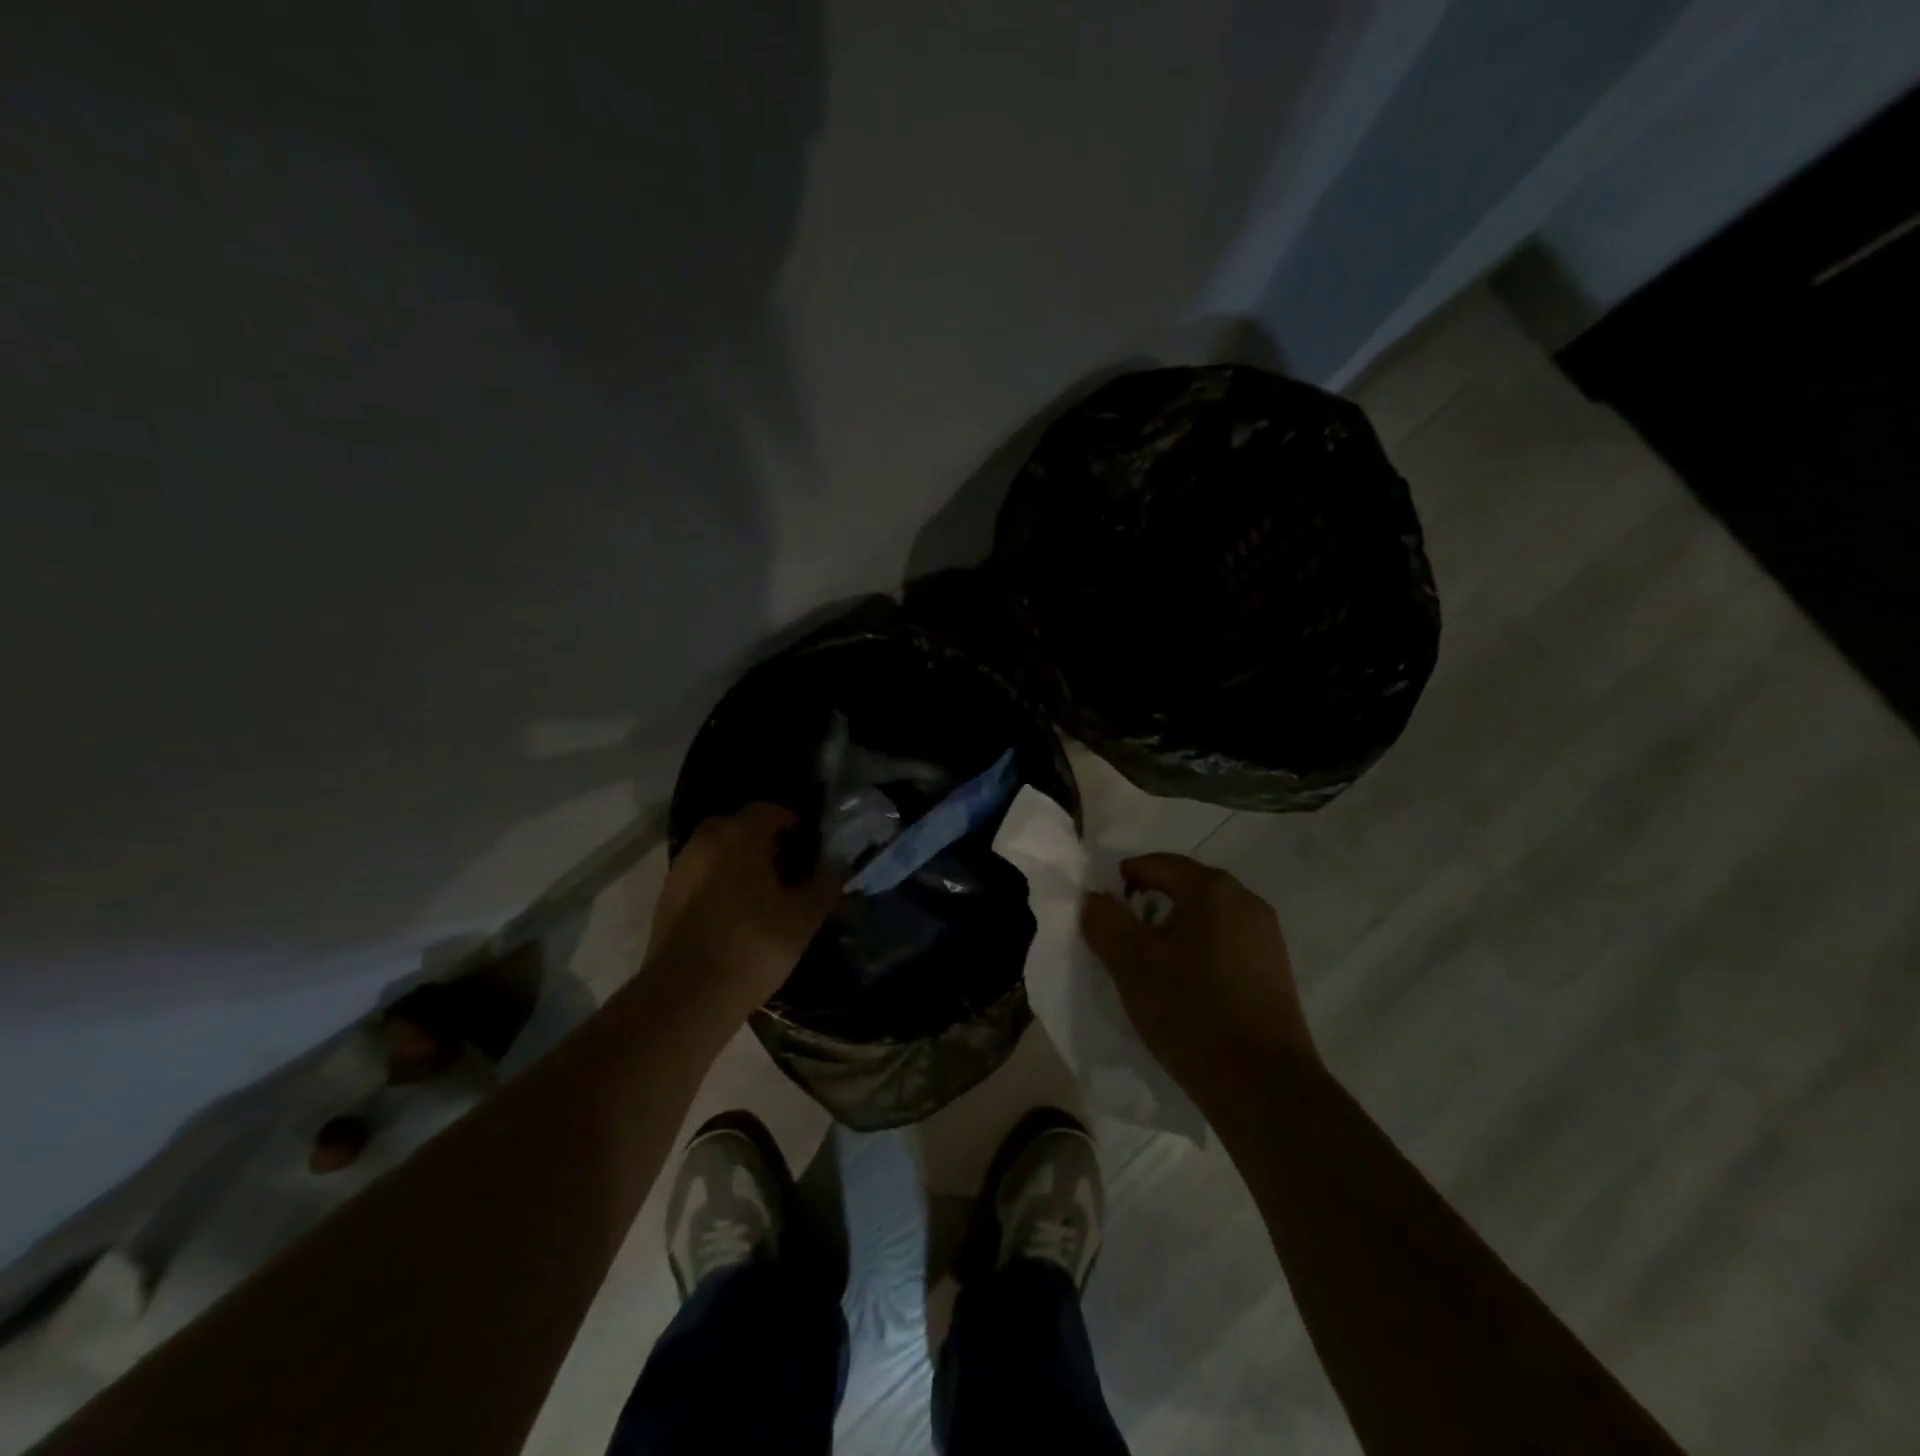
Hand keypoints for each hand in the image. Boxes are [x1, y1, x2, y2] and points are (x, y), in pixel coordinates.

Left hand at [645, 803, 840, 1021]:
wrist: (686, 996)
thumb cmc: (752, 946)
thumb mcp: (803, 918)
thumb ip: (825, 885)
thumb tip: (837, 866)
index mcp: (739, 837)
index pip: (768, 810)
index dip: (791, 822)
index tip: (808, 845)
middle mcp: (705, 842)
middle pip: (738, 826)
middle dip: (762, 839)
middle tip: (786, 867)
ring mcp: (681, 869)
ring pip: (716, 850)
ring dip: (738, 861)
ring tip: (763, 892)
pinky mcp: (666, 898)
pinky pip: (701, 874)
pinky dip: (719, 881)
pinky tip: (736, 912)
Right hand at [1081, 854, 1321, 1103]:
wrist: (1262, 1085)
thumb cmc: (1189, 1010)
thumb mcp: (1129, 962)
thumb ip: (1103, 918)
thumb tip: (1095, 897)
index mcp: (1213, 888)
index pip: (1156, 864)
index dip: (1122, 881)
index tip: (1103, 913)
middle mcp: (1246, 901)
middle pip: (1184, 887)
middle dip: (1148, 906)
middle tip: (1122, 939)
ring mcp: (1267, 937)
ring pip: (1206, 918)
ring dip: (1174, 931)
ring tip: (1151, 967)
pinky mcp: (1276, 971)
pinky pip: (1226, 944)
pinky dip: (1200, 953)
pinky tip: (1187, 988)